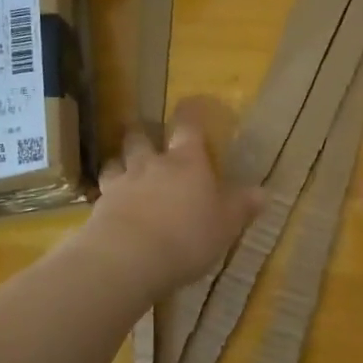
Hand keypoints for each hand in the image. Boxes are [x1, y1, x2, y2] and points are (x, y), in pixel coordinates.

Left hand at [86, 98, 261, 291]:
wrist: (128, 257)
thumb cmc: (187, 236)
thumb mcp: (226, 225)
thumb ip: (241, 207)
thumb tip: (262, 192)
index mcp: (187, 162)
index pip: (188, 127)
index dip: (189, 114)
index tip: (188, 105)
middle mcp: (152, 164)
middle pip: (142, 138)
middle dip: (143, 134)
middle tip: (146, 135)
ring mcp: (122, 183)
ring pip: (116, 161)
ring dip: (120, 161)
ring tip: (123, 167)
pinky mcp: (99, 206)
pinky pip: (101, 191)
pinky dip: (106, 193)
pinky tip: (109, 203)